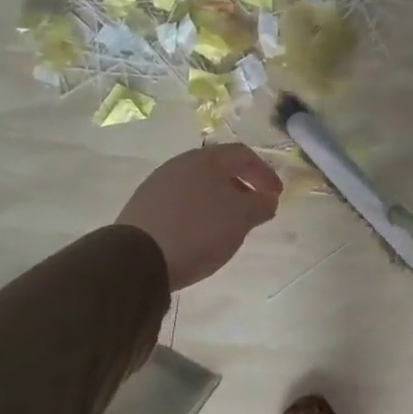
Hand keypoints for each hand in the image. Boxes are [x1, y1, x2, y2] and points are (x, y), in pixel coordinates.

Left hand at [116, 145, 282, 289]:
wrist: (136, 259)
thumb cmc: (198, 231)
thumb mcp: (241, 219)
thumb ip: (260, 204)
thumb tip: (268, 198)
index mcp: (206, 159)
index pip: (243, 154)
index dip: (264, 173)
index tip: (276, 195)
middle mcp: (180, 164)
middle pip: (219, 168)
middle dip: (241, 186)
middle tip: (255, 207)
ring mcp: (158, 184)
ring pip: (198, 185)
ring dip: (219, 200)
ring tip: (228, 223)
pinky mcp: (143, 206)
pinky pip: (180, 201)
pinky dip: (198, 211)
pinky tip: (200, 232)